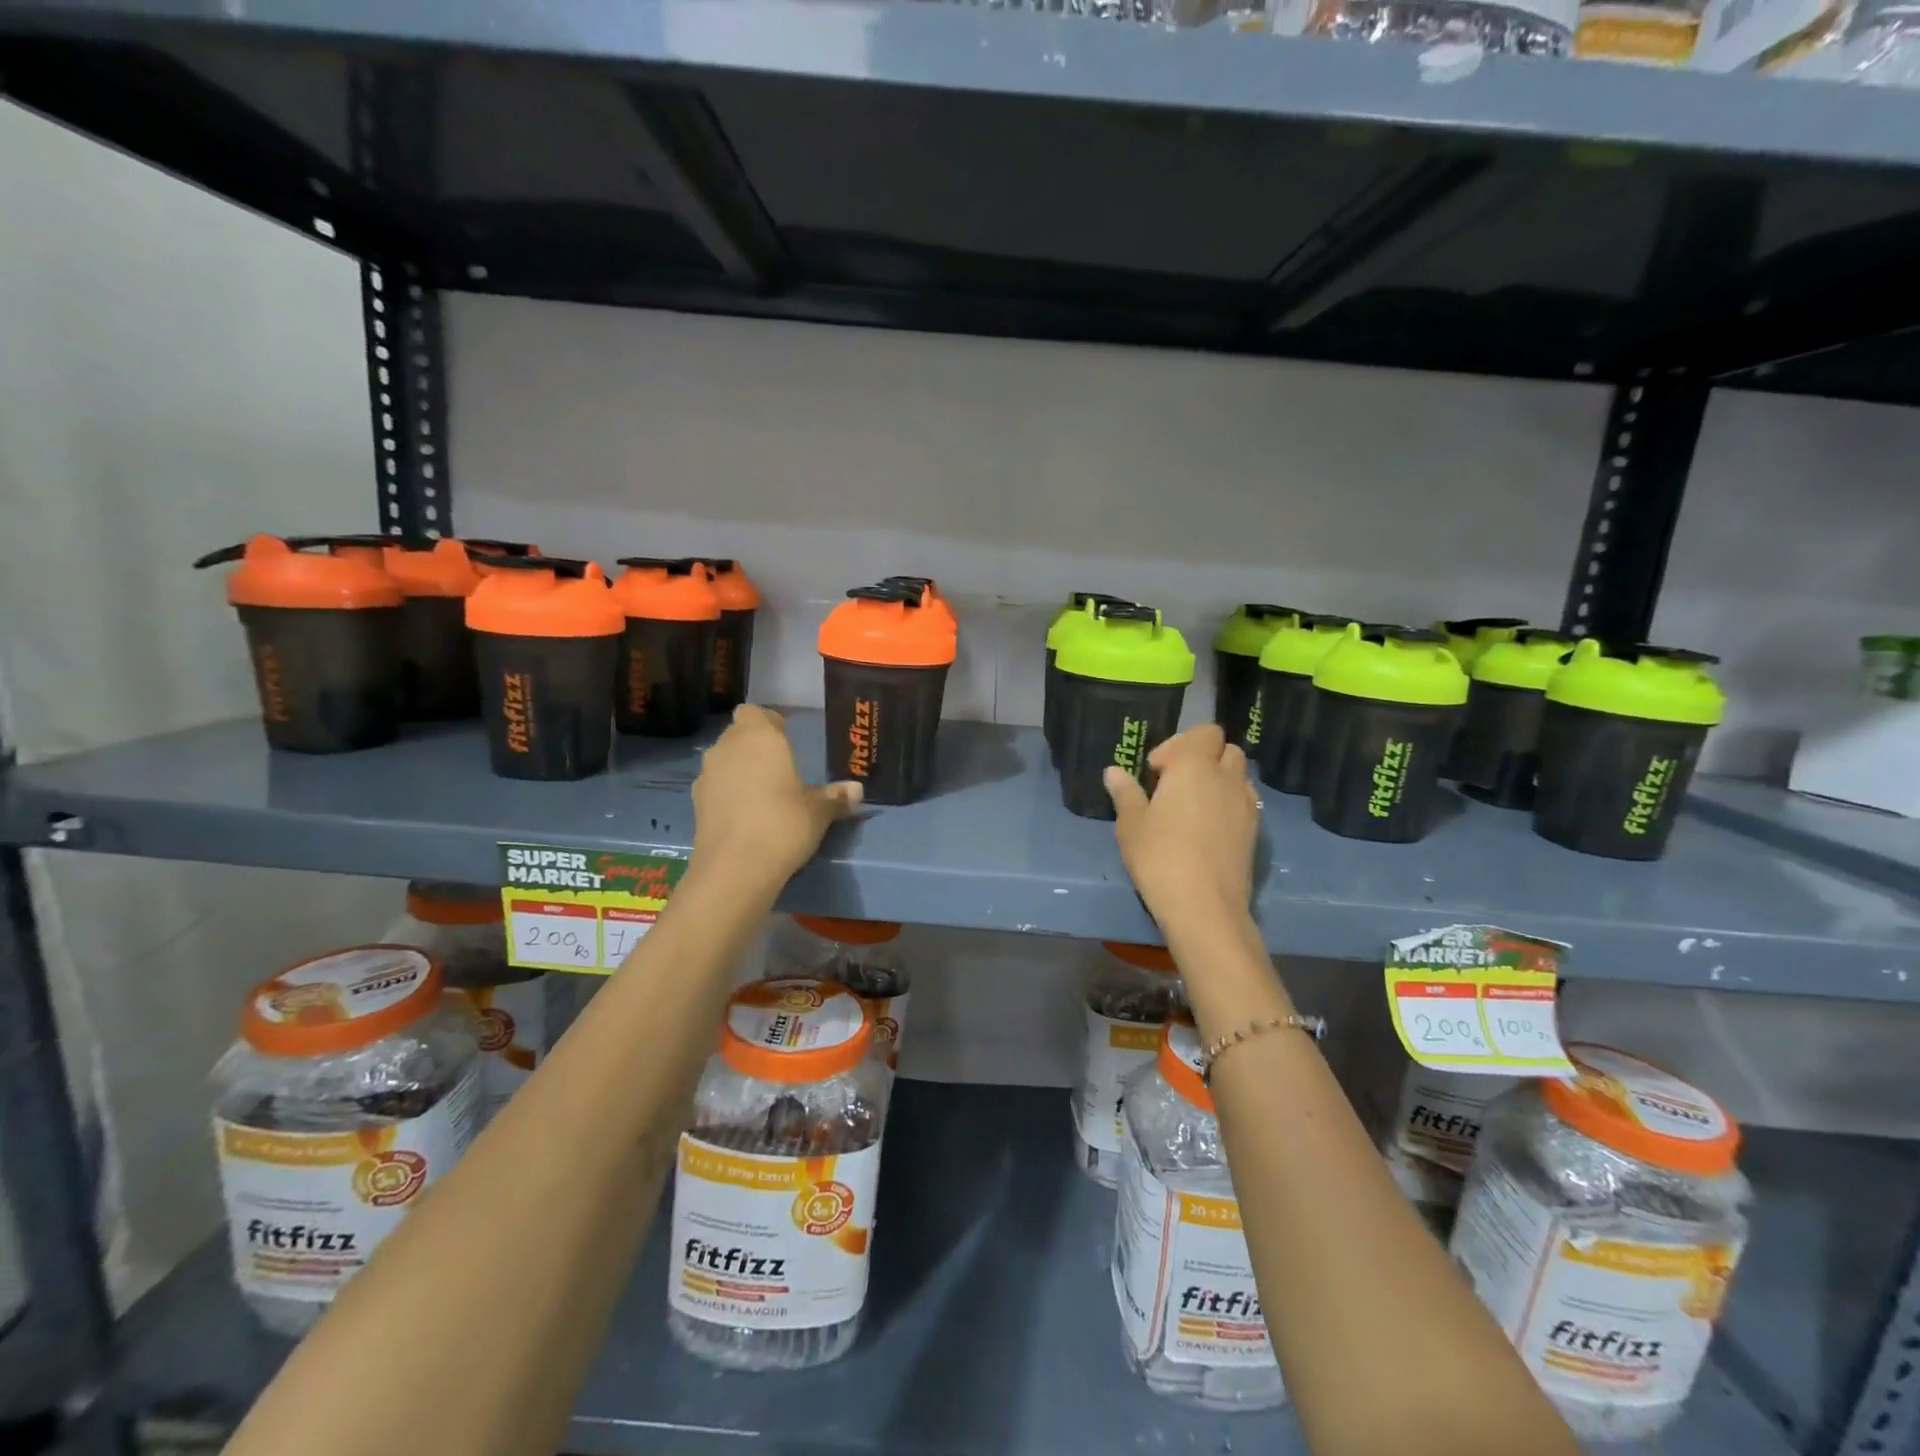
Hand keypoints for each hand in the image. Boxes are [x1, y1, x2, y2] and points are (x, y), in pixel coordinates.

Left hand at [691, 706, 861, 886]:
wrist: (735, 867)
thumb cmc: (784, 824)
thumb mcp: (819, 812)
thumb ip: (836, 797)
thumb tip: (857, 790)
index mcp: (759, 737)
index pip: (755, 712)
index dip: (768, 723)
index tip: (786, 739)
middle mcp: (727, 748)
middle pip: (738, 735)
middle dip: (755, 747)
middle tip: (780, 768)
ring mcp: (707, 775)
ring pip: (724, 761)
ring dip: (739, 770)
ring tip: (763, 794)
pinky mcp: (696, 803)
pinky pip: (715, 787)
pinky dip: (727, 794)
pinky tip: (746, 816)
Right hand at [1104, 725, 1258, 933]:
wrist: (1204, 906)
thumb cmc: (1160, 857)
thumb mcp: (1131, 825)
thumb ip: (1125, 793)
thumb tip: (1114, 771)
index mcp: (1194, 766)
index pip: (1203, 732)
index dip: (1178, 745)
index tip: (1156, 772)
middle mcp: (1226, 777)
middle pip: (1225, 748)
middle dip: (1203, 757)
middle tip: (1175, 783)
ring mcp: (1246, 804)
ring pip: (1238, 774)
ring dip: (1219, 778)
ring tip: (1193, 805)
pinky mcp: (1255, 830)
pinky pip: (1244, 800)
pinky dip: (1228, 802)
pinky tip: (1207, 827)